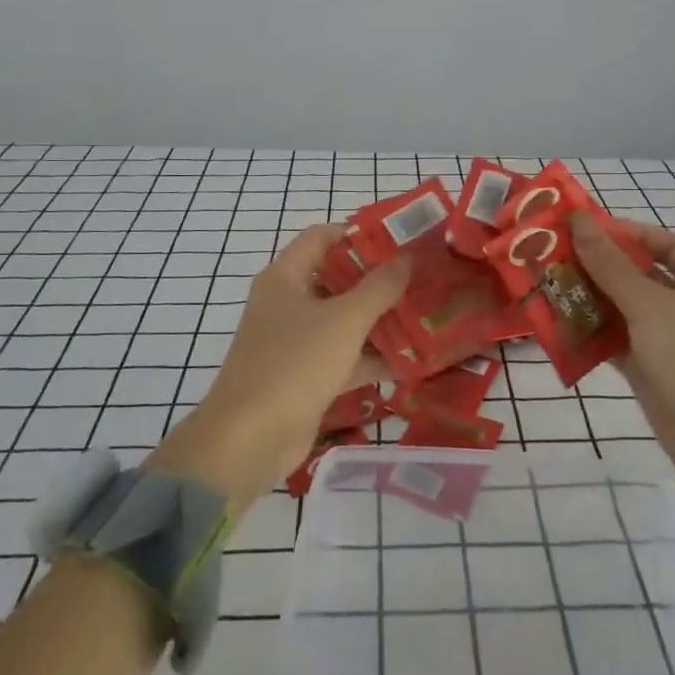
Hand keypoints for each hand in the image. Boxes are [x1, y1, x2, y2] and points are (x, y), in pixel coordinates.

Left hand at [145, 225, 408, 512]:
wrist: (249, 441)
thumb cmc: (294, 364)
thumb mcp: (344, 320)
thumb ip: (379, 287)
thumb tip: (407, 257)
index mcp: (285, 278)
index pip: (321, 237)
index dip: (358, 234)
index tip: (399, 240)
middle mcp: (287, 303)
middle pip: (336, 279)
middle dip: (378, 280)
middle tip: (421, 278)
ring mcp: (294, 342)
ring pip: (343, 321)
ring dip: (379, 320)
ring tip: (425, 315)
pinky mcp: (304, 377)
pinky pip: (343, 357)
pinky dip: (371, 357)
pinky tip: (412, 360)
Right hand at [571, 213, 674, 519]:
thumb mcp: (649, 304)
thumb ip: (610, 264)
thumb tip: (580, 220)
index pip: (661, 243)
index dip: (625, 232)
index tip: (583, 229)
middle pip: (636, 274)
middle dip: (597, 266)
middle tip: (552, 256)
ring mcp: (666, 337)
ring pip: (621, 309)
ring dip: (588, 300)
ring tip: (546, 286)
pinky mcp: (649, 367)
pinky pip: (615, 341)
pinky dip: (591, 334)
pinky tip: (557, 326)